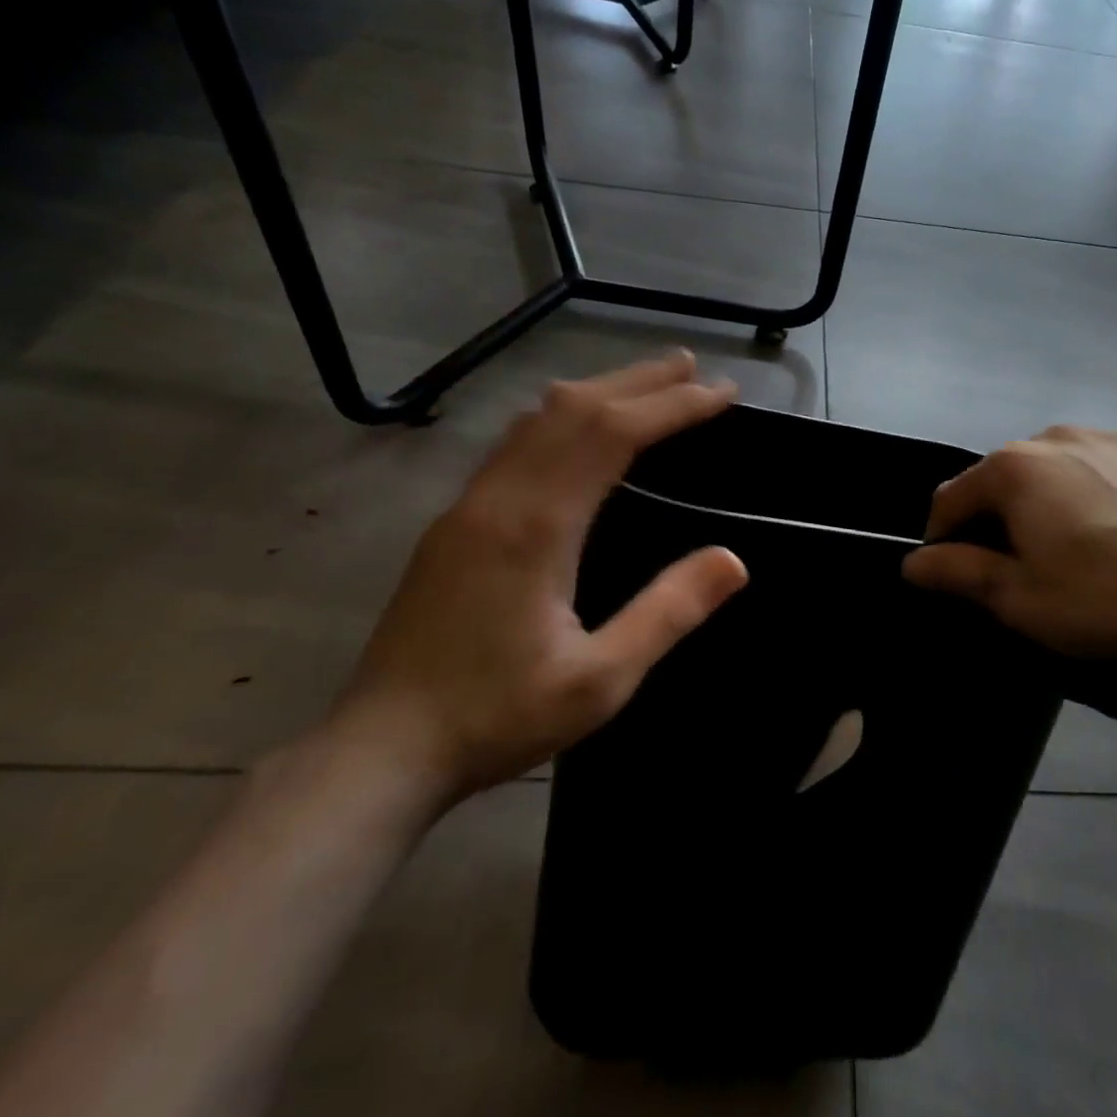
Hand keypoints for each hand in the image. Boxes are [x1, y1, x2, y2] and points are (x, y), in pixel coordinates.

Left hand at [329, 353, 748, 805]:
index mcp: (537, 526)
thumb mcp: (600, 680)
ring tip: (645, 383)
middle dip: (638, 380)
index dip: (672, 405)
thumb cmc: (497, 716)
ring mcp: (469, 504)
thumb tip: (733, 560)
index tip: (719, 392)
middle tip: (691, 366)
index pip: (613, 433)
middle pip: (574, 409)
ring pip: (538, 419)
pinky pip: (515, 442)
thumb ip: (668, 613)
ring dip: (597, 391)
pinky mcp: (454, 521)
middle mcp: (500, 497)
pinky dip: (561, 416)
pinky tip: (576, 430)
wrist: (382, 750)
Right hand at [902, 427, 1116, 670]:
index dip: (942, 540)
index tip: (954, 576)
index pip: (951, 498)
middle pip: (1008, 479)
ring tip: (1083, 553)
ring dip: (1055, 504)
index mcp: (1016, 467)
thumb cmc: (1109, 599)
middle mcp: (1060, 436)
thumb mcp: (1021, 600)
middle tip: (1023, 570)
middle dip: (1002, 520)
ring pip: (1063, 471)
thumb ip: (958, 573)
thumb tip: (911, 563)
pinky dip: (1108, 497)